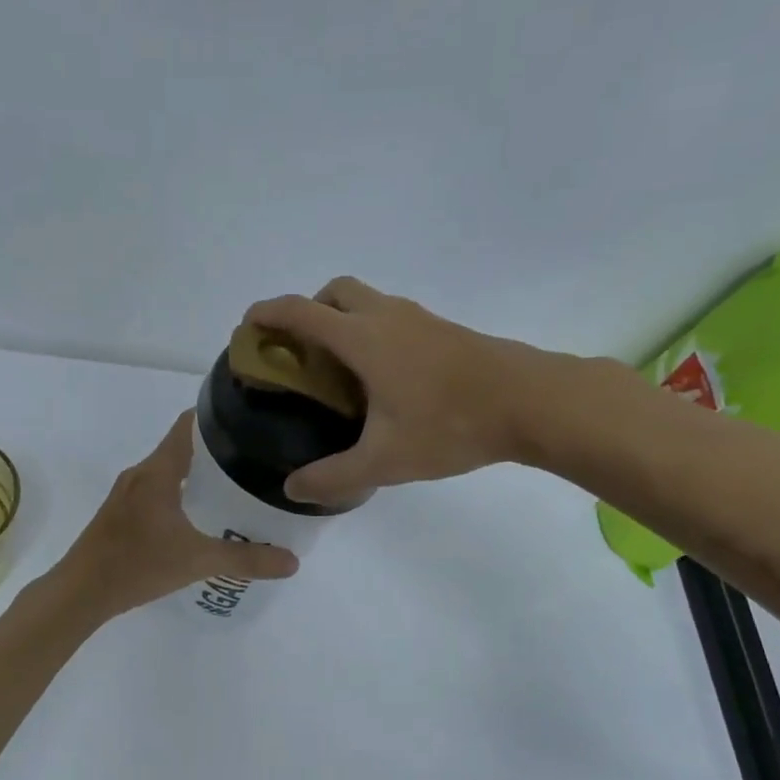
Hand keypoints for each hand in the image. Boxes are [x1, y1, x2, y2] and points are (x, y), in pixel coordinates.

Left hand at [54, 411, 298, 617]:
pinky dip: (180, 491)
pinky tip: (200, 515)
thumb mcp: (197, 561)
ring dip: (198, 472)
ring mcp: (127, 493)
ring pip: (169, 469)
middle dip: (217, 449)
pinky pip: (157, 488)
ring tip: (235, 486)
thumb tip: (293, 562)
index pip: (189, 424)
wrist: (80, 592)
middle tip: (255, 460)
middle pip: (182, 446)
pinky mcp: (121, 511)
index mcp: (158, 472)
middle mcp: (141, 473)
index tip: (251, 423)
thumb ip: (246, 560)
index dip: (218, 417)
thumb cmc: (137, 566)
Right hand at [245, 277, 557, 504]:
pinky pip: (393, 317)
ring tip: (339, 370)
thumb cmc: (451, 425)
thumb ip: (333, 476)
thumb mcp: (385, 460)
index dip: (267, 314)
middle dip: (308, 311)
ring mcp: (420, 319)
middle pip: (335, 291)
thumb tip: (292, 488)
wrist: (532, 402)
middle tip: (301, 353)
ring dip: (343, 320)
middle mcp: (387, 317)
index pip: (301, 312)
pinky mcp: (444, 330)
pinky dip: (372, 332)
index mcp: (363, 339)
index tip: (247, 328)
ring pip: (368, 302)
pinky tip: (384, 379)